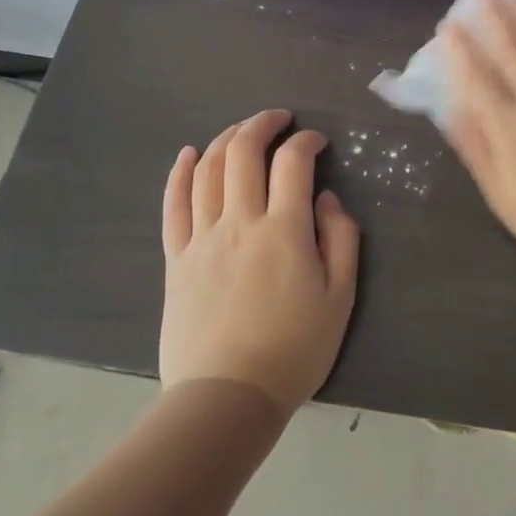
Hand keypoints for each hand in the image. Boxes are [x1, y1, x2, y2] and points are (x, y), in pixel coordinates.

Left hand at [159, 109, 360, 412]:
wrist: (228, 396)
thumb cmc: (294, 349)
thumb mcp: (340, 297)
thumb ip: (341, 240)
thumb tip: (327, 200)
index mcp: (285, 230)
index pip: (293, 163)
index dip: (306, 141)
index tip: (317, 142)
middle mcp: (240, 222)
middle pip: (243, 153)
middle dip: (262, 125)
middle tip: (279, 119)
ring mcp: (202, 238)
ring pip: (208, 170)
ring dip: (226, 139)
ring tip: (242, 131)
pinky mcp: (176, 259)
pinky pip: (173, 205)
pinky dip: (180, 173)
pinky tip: (189, 154)